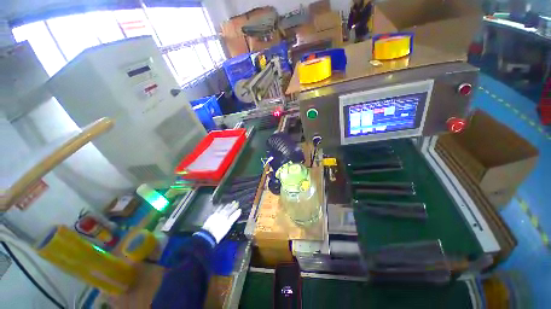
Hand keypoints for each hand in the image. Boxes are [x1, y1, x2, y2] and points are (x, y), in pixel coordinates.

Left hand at [202, 202, 241, 242]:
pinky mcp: (211, 217)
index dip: (235, 207)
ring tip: (228, 204)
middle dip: (230, 205)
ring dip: (225, 206)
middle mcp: (221, 213)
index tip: (237, 203)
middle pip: (226, 208)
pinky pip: (216, 210)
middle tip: (233, 202)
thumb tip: (239, 210)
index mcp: (226, 215)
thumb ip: (234, 217)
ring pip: (221, 208)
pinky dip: (219, 208)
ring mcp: (215, 215)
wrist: (208, 235)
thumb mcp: (229, 225)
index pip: (231, 209)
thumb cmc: (220, 231)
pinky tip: (219, 207)